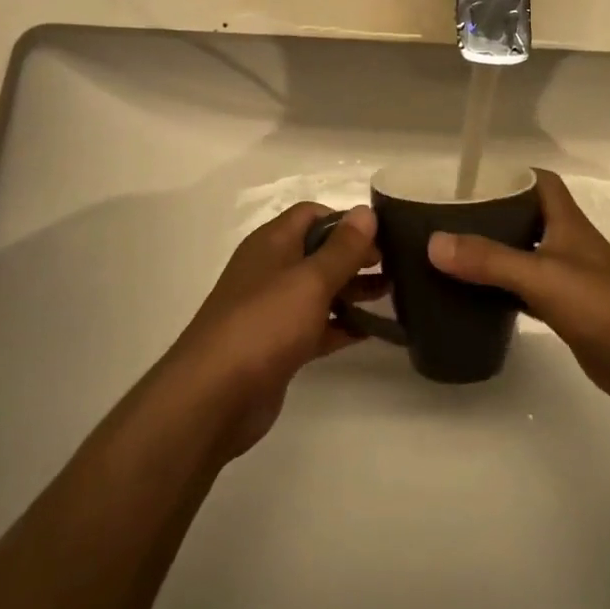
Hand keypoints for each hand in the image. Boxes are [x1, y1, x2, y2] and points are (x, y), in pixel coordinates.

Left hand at [167, 202, 380, 460]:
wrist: (214, 396)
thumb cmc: (264, 324)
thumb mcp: (310, 280)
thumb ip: (342, 248)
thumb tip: (365, 211)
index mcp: (272, 244)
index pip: (311, 215)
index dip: (346, 220)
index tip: (381, 235)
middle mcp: (270, 270)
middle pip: (318, 252)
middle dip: (354, 256)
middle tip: (395, 266)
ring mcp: (272, 310)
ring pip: (319, 291)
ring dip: (352, 290)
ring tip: (393, 294)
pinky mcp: (277, 346)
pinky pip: (315, 326)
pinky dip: (341, 325)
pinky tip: (372, 331)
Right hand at [427, 170, 609, 417]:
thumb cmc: (603, 307)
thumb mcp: (542, 277)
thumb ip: (490, 260)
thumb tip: (434, 242)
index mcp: (567, 223)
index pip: (539, 181)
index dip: (509, 173)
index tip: (469, 179)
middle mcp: (567, 244)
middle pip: (526, 217)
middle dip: (490, 214)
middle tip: (446, 219)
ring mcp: (569, 280)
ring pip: (524, 255)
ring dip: (494, 253)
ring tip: (451, 255)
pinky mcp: (568, 312)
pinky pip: (526, 292)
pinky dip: (503, 291)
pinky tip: (476, 298)